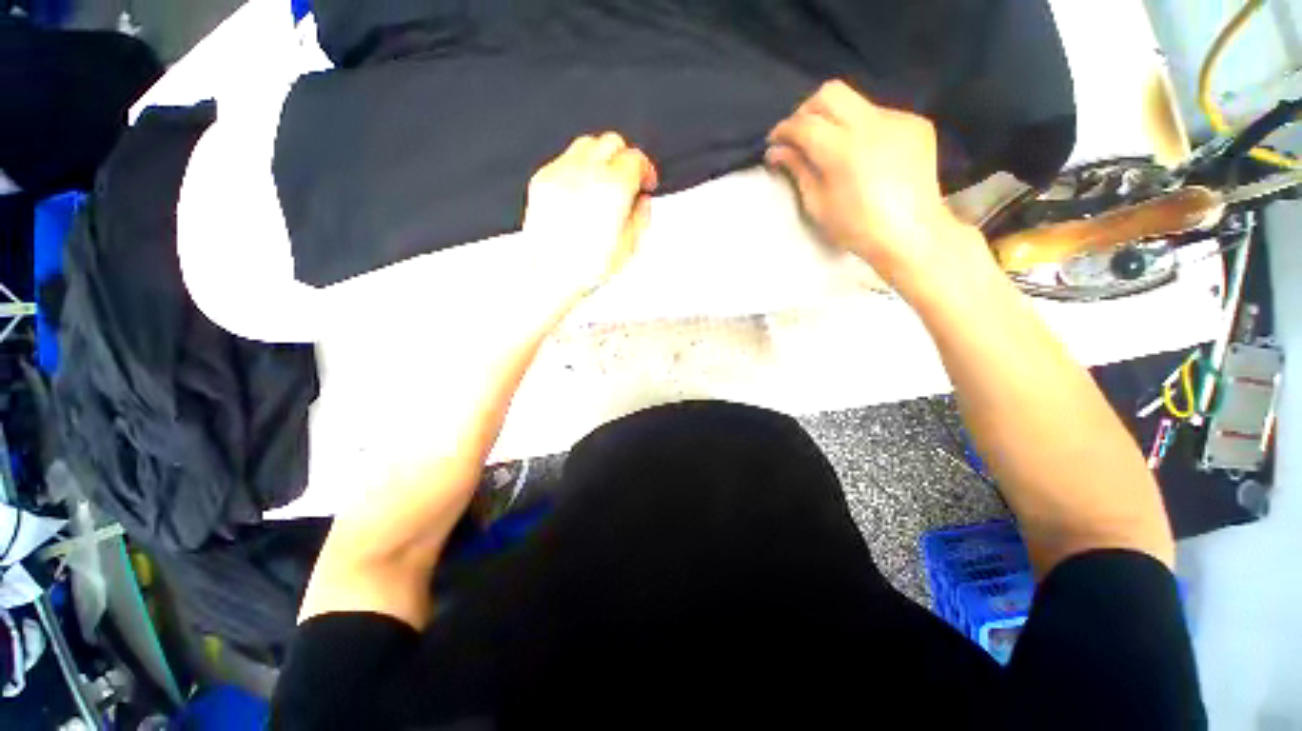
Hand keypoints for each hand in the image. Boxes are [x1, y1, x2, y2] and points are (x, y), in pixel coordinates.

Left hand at [523, 132, 658, 300]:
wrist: (549, 274)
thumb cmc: (586, 267)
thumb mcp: (629, 248)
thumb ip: (641, 218)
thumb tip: (643, 202)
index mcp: (613, 188)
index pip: (635, 159)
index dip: (646, 169)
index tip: (647, 182)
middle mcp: (587, 173)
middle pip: (611, 143)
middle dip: (625, 158)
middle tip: (628, 180)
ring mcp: (561, 173)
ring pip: (587, 144)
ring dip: (601, 158)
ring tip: (603, 183)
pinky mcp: (542, 179)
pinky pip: (564, 160)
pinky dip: (578, 168)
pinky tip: (581, 191)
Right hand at [766, 81, 985, 289]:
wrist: (912, 234)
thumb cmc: (857, 228)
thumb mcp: (818, 205)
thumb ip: (798, 170)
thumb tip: (776, 152)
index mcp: (843, 150)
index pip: (804, 124)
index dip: (784, 130)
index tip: (774, 141)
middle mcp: (871, 124)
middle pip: (830, 93)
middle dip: (807, 110)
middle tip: (800, 135)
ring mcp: (898, 119)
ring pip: (856, 102)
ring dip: (835, 119)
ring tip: (832, 147)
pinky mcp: (916, 124)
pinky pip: (879, 115)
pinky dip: (863, 129)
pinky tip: (864, 154)